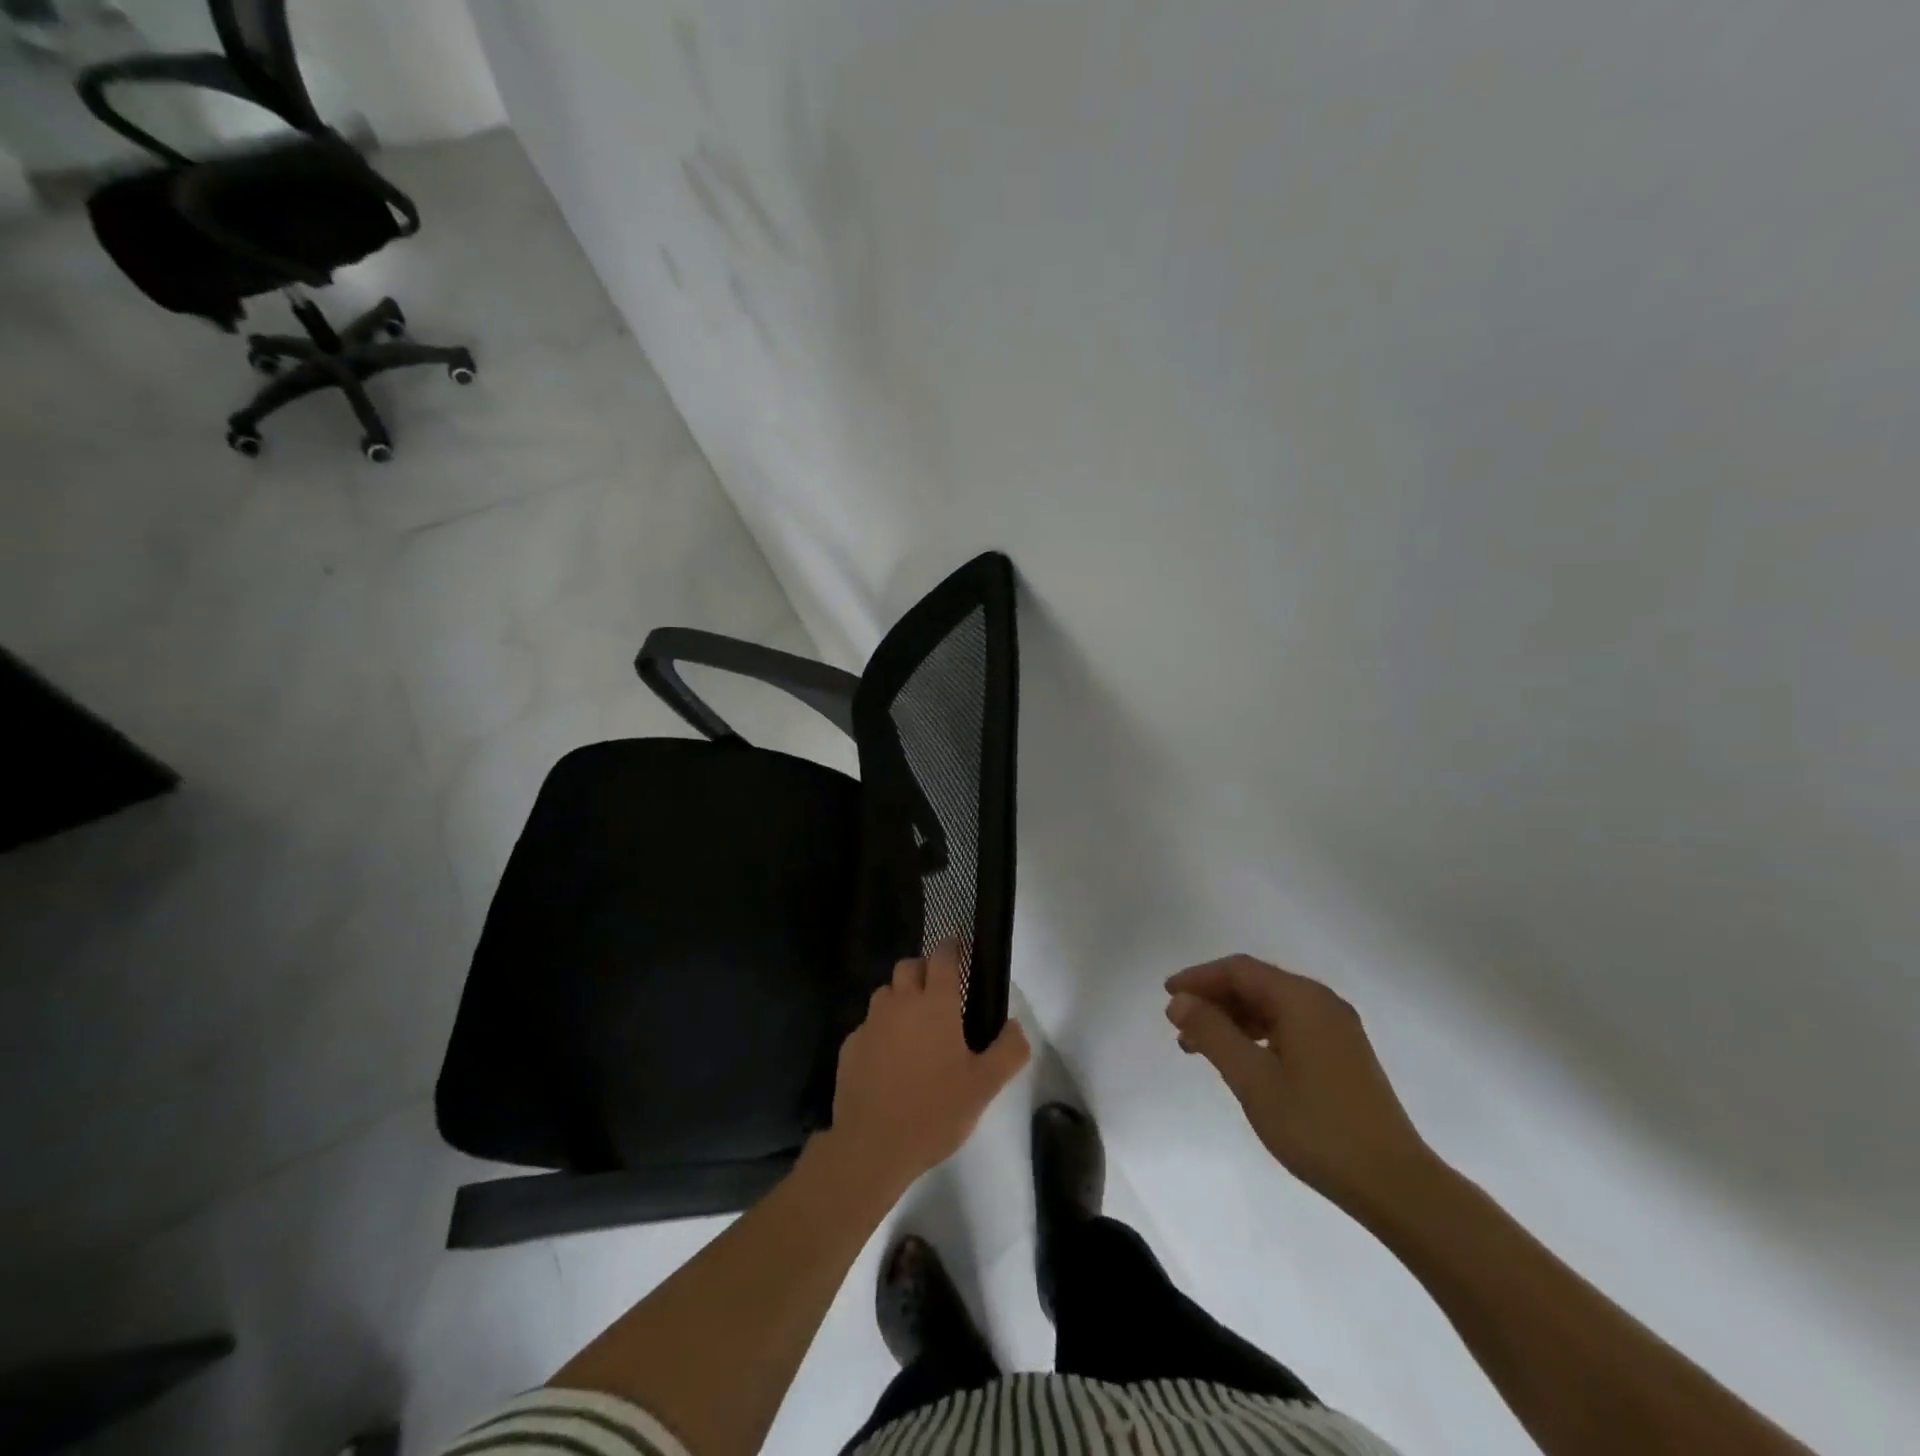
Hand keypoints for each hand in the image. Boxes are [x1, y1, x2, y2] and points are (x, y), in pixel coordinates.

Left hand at [827, 941, 1029, 1195]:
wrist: (871, 1147)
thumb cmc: (934, 1112)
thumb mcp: (984, 1087)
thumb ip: (1008, 1051)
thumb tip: (1016, 1025)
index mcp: (935, 1005)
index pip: (942, 958)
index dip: (951, 947)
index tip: (957, 945)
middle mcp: (900, 1004)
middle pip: (908, 966)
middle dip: (923, 969)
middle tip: (938, 992)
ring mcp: (870, 1024)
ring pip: (885, 993)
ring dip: (899, 998)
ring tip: (913, 1026)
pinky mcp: (850, 1046)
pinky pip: (868, 1025)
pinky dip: (880, 1031)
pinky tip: (888, 1059)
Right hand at [1166, 954, 1429, 1212]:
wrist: (1395, 1184)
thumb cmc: (1317, 1127)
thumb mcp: (1253, 1079)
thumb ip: (1212, 1033)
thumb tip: (1179, 1002)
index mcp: (1302, 999)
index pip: (1240, 970)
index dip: (1199, 978)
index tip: (1167, 996)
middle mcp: (1322, 1003)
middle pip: (1256, 984)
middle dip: (1214, 999)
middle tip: (1179, 1025)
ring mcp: (1336, 1028)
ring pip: (1271, 1007)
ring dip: (1232, 1019)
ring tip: (1199, 1047)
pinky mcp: (1343, 1053)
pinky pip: (1289, 1026)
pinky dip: (1257, 1034)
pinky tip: (1240, 1059)